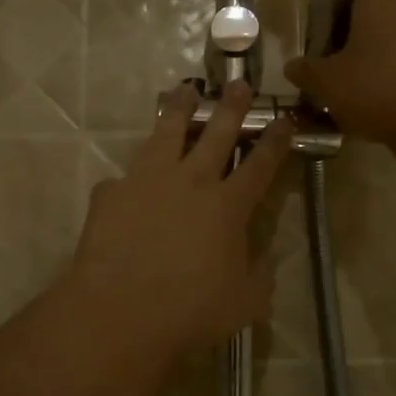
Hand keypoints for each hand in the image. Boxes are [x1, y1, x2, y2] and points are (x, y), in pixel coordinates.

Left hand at [66, 83, 293, 361]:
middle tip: (239, 83)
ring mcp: (147, 181)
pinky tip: (129, 180)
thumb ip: (261, 273)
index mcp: (228, 206)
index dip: (275, 141)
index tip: (284, 120)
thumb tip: (266, 254)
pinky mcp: (111, 192)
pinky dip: (133, 176)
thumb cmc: (190, 313)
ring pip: (167, 132)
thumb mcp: (244, 302)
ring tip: (185, 89)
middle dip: (231, 106)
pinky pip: (125, 176)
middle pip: (216, 133)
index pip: (260, 165)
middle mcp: (190, 182)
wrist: (119, 312)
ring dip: (180, 109)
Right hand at [284, 0, 395, 145]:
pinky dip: (395, 79)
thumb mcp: (325, 83)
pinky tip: (378, 105)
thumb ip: (305, 71)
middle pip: (377, 15)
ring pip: (395, 42)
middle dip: (355, 37)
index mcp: (379, 3)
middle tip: (333, 63)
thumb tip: (293, 66)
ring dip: (376, 60)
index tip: (323, 30)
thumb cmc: (374, 89)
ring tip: (353, 89)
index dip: (338, 4)